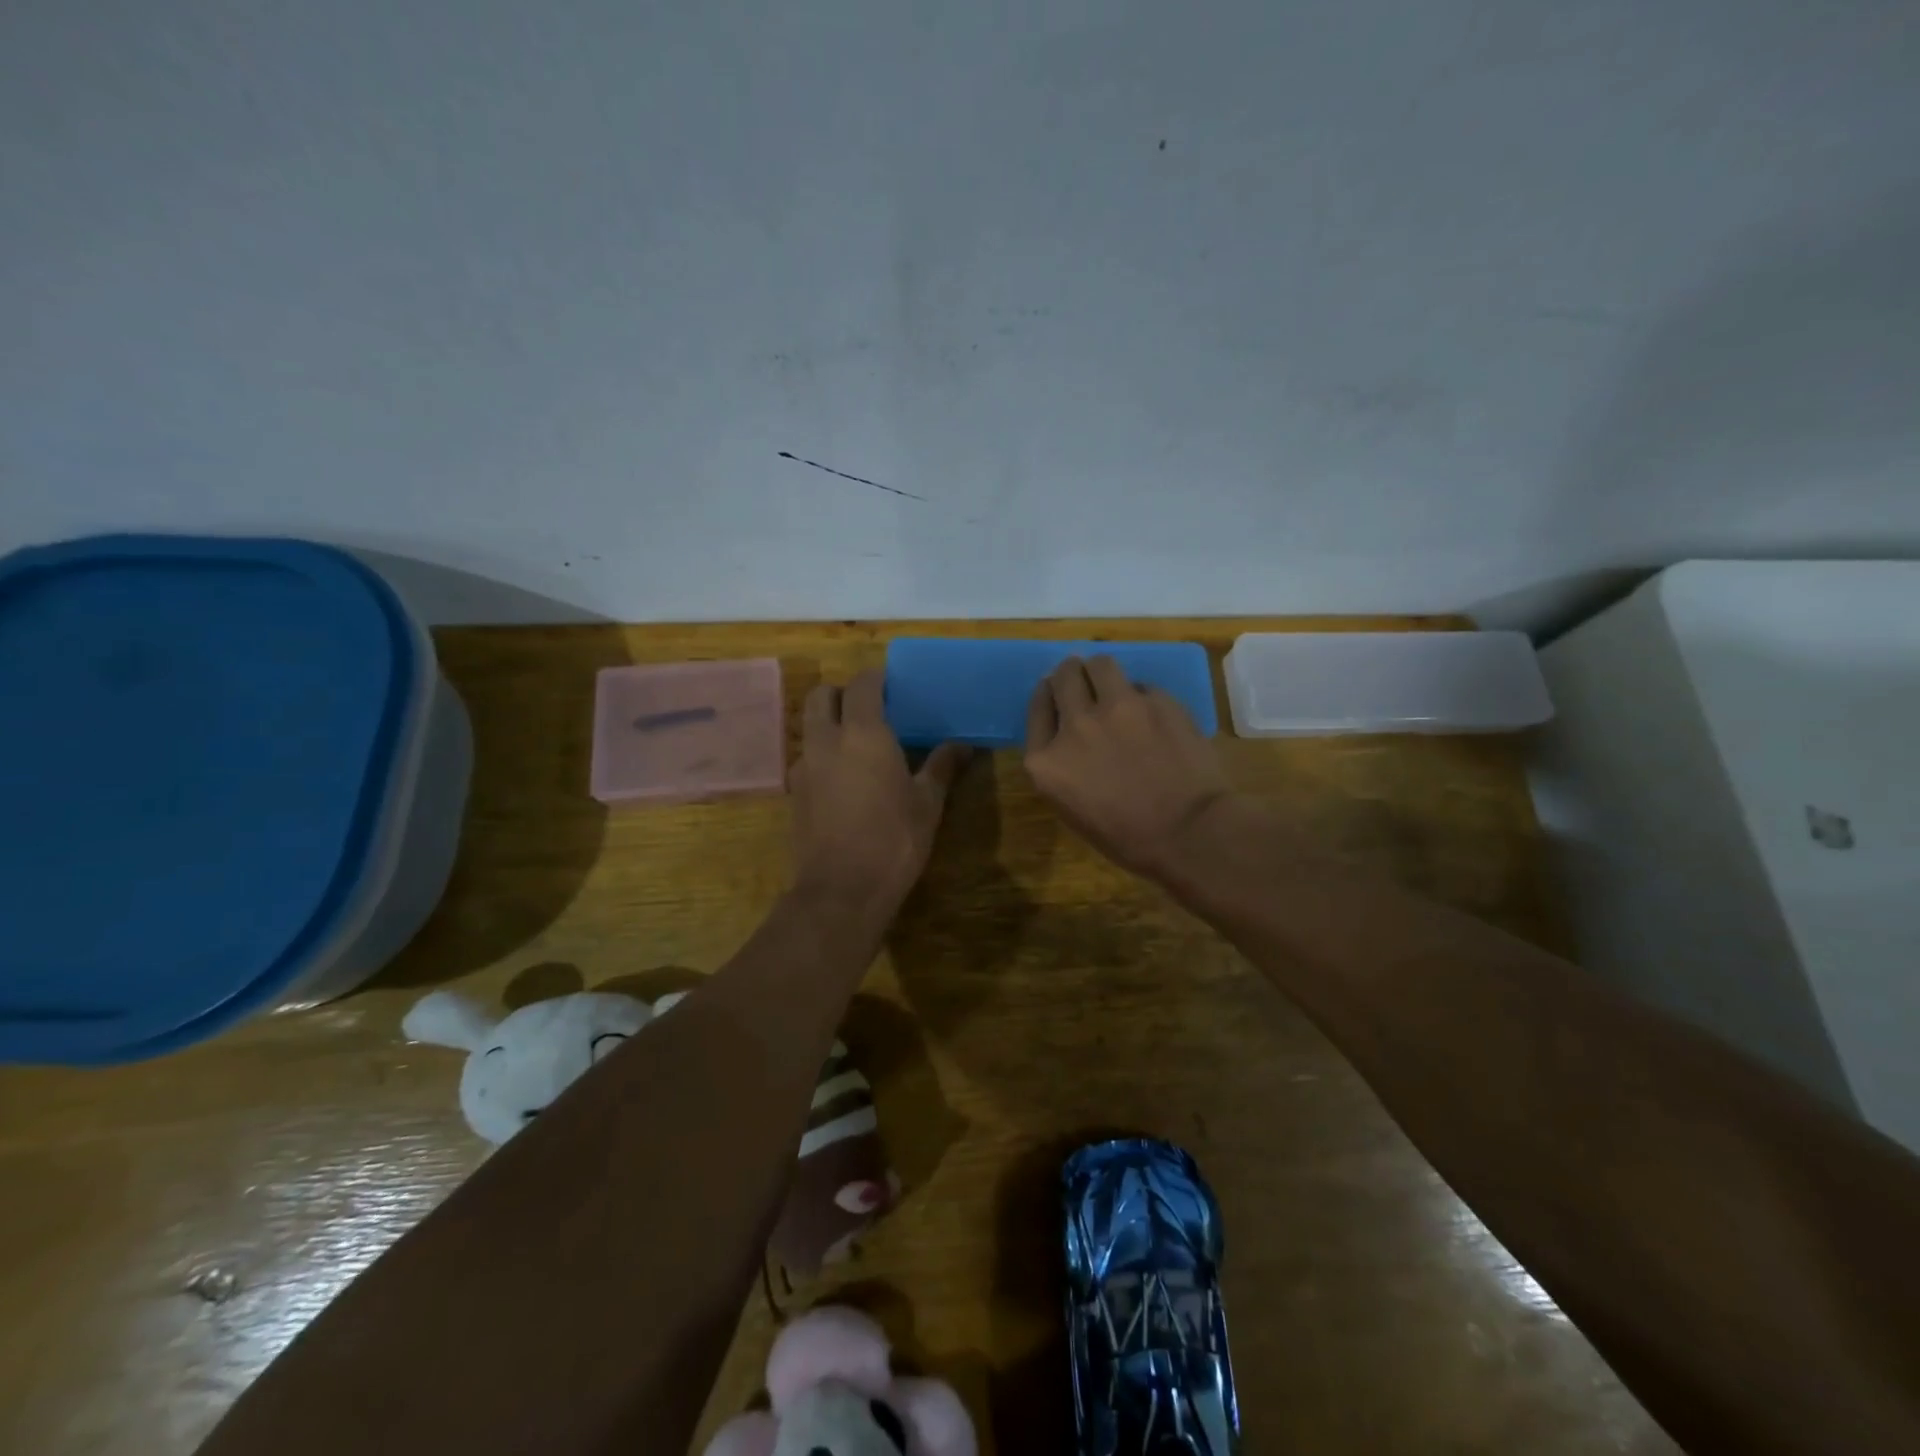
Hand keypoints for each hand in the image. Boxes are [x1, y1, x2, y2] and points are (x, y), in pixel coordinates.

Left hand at [791, 670, 969, 911]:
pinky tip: (843, 780)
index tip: (893, 686)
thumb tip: (963, 745)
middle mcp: (826, 741)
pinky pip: (806, 758)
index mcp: (862, 734)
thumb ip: (941, 767)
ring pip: (808, 727)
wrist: (842, 890)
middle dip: (841, 694)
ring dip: (828, 724)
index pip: (861, 684)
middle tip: (868, 709)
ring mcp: (803, 767)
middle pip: (820, 696)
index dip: (876, 679)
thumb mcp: (927, 804)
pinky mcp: (793, 793)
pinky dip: (822, 756)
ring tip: (857, 746)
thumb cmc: (894, 840)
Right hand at [1024, 655, 1232, 879]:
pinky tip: (1151, 715)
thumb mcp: (1072, 808)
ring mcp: (1117, 708)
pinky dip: (1141, 697)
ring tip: (1110, 683)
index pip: (1038, 707)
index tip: (1055, 694)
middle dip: (1070, 675)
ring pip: (1100, 664)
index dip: (1047, 695)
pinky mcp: (1156, 701)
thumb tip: (1070, 738)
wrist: (1189, 833)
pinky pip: (1141, 686)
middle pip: (1063, 677)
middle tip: (1080, 680)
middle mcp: (1076, 725)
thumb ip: (1061, 765)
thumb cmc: (1127, 837)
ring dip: (1100, 672)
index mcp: (1046, 760)